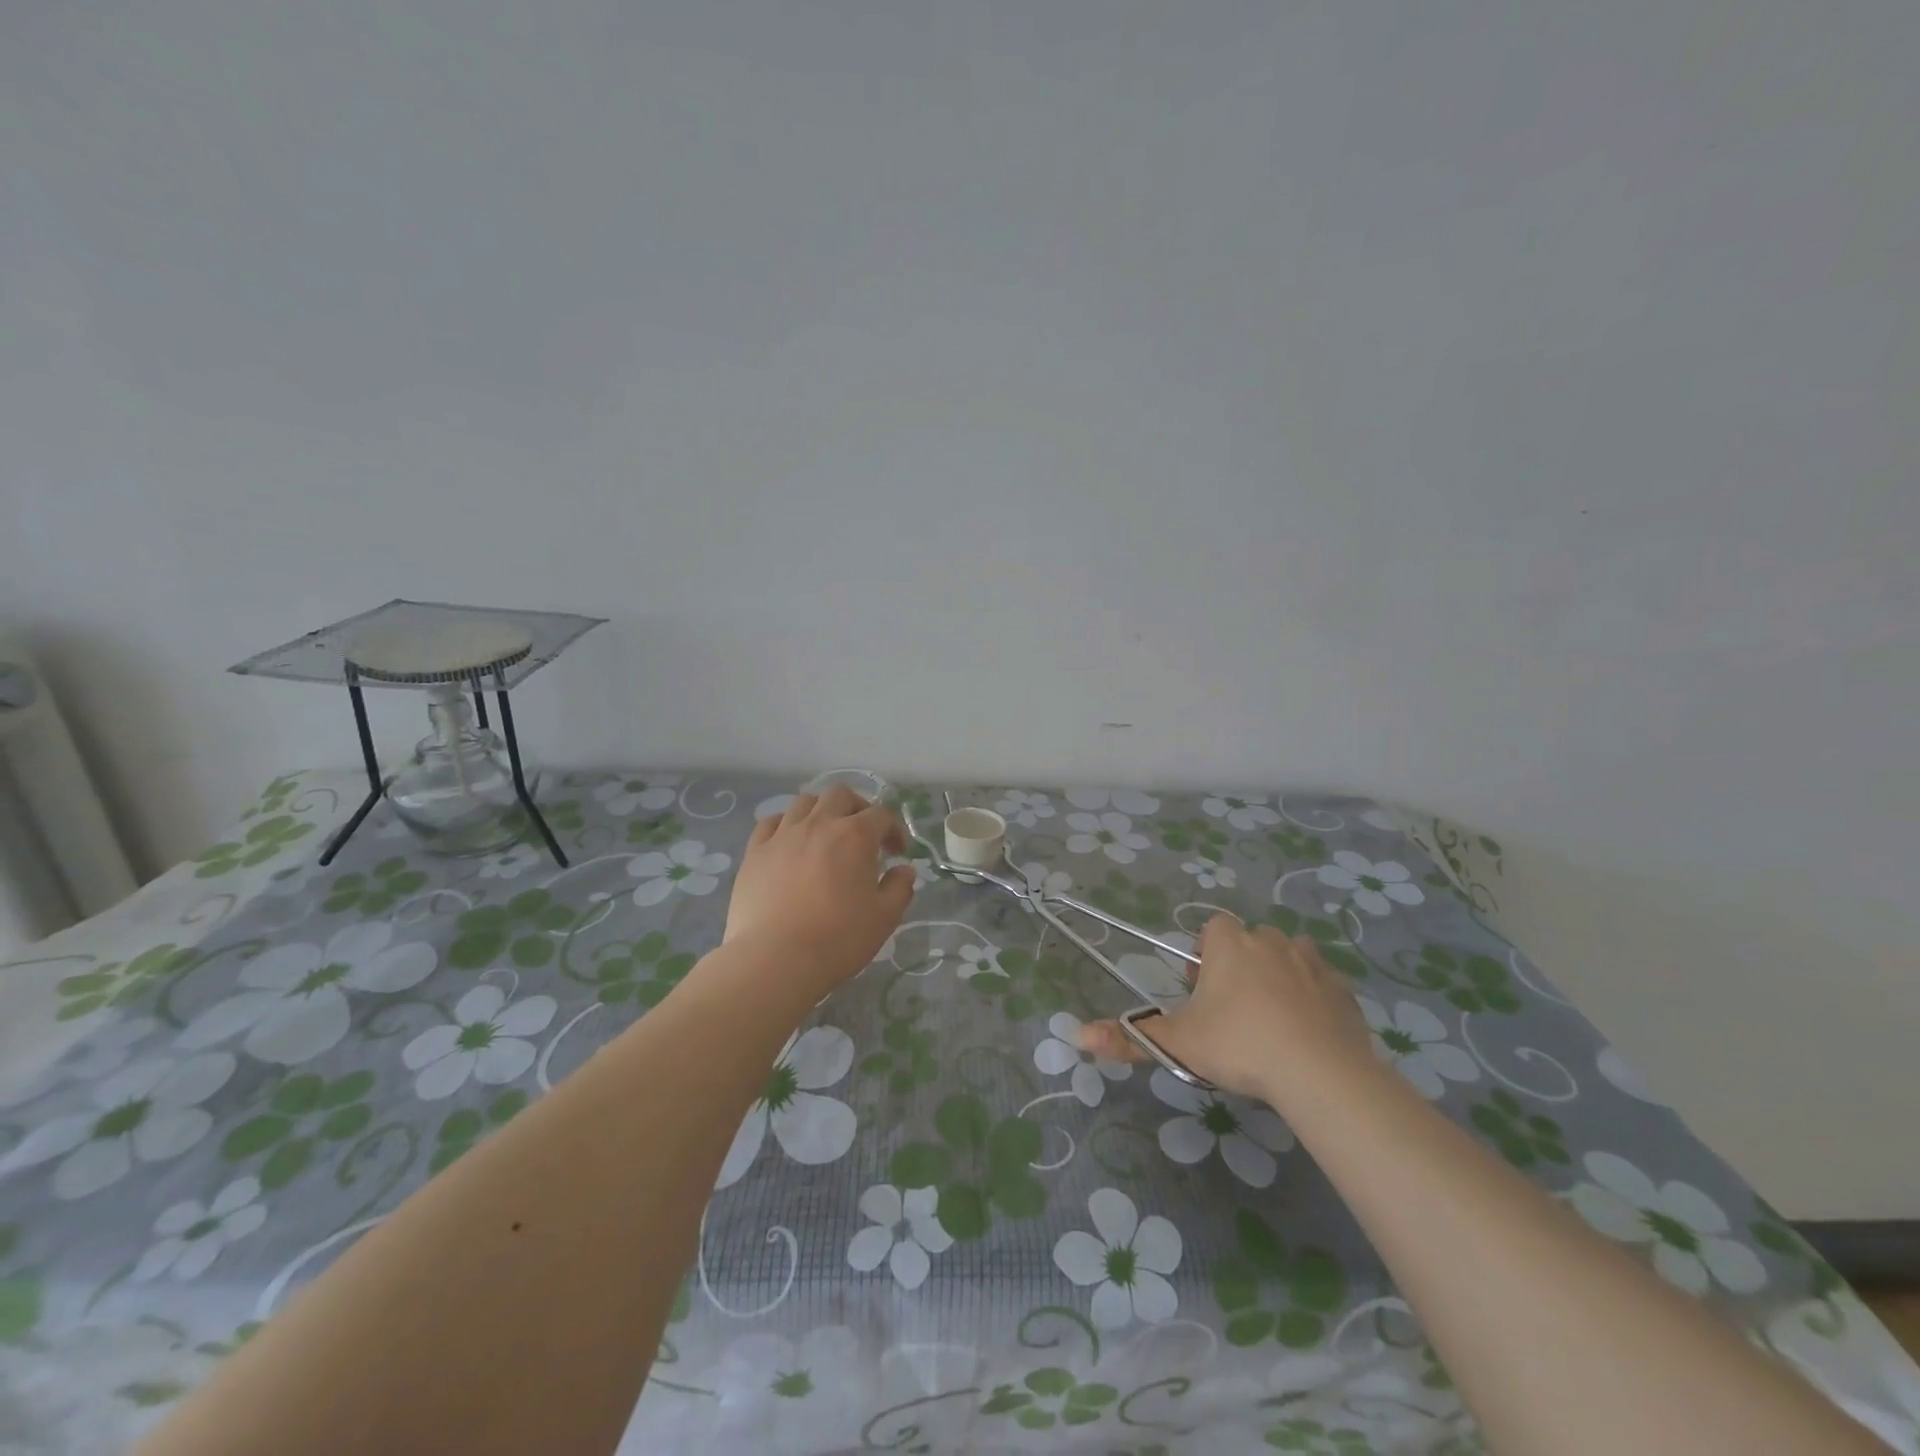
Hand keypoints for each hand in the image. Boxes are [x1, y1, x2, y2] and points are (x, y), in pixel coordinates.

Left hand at [723, 785, 916, 990]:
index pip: (882, 814)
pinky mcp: (755, 851)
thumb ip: (900, 888)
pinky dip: (785, 825)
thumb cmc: (838, 938)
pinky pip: (770, 823)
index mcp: (855, 835)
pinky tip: (789, 843)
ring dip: (821, 811)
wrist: (775, 959)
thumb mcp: (884, 917)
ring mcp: (783, 835)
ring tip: (825, 836)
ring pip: (804, 802)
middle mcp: (819, 824)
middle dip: (857, 808)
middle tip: (862, 835)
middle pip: (840, 795)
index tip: (897, 853)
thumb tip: (904, 870)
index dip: (894, 829)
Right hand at [1080, 915, 1375, 1106]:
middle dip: (1239, 965)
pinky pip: (1322, 982)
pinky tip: (1307, 1032)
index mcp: (1229, 944)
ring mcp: (1311, 962)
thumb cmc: (1239, 1045)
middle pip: (1250, 941)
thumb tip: (1077, 1035)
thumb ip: (1129, 1038)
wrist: (1319, 1073)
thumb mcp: (1177, 1044)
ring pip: (1288, 956)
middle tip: (1232, 1011)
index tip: (1202, 990)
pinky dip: (1313, 998)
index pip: (1212, 929)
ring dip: (1278, 975)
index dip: (1205, 956)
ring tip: (1271, 1018)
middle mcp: (1270, 941)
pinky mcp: (1343, 990)